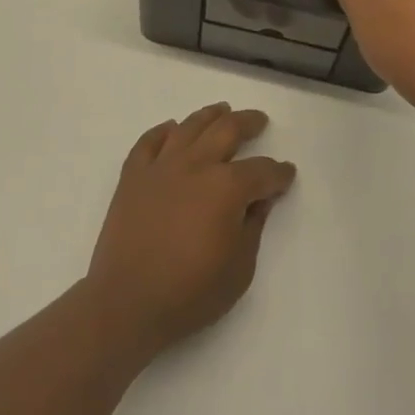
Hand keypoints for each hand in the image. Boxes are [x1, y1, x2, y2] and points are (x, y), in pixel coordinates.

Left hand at [84, 102, 296, 358]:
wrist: (126, 303)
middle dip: (249, 123)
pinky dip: (162, 131)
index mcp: (227, 187)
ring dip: (210, 115)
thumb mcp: (239, 268)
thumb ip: (254, 226)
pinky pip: (149, 142)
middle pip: (227, 129)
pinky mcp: (133, 176)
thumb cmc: (190, 293)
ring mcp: (161, 167)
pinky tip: (171, 128)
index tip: (287, 174)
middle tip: (259, 121)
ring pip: (189, 126)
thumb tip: (260, 199)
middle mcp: (196, 165)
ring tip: (222, 110)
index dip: (279, 173)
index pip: (262, 171)